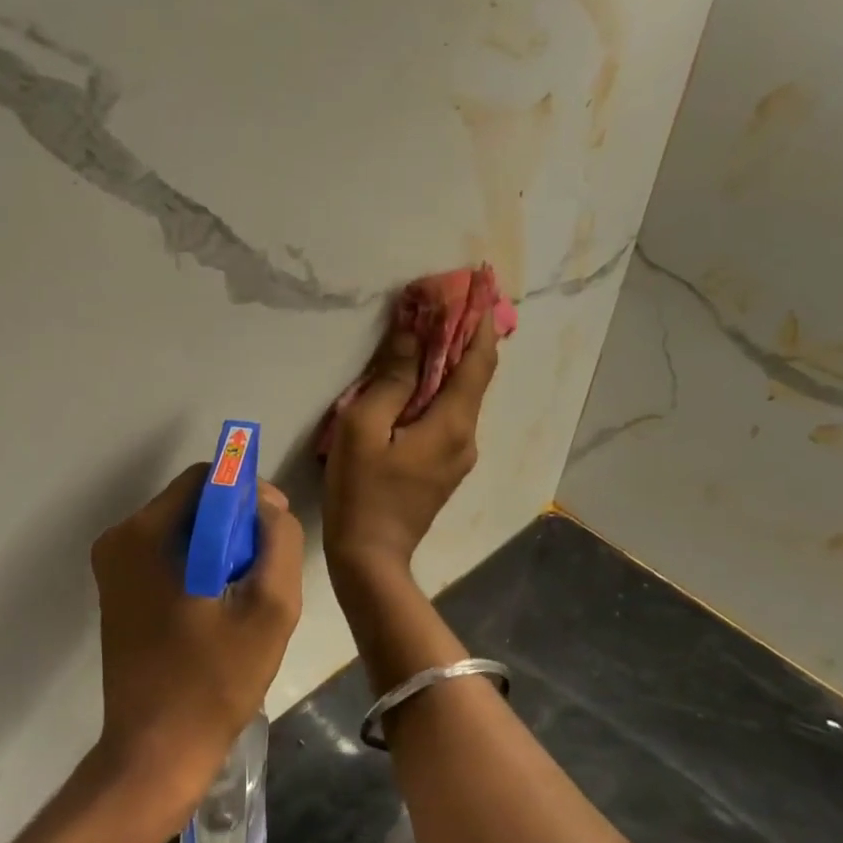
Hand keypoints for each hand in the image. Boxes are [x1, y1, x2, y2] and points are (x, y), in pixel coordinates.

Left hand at [89, 464, 304, 819]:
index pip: (206, 478)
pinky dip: (201, 565)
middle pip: (193, 502)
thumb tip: (268, 505)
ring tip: (248, 591)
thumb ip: (279, 540)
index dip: (248, 493)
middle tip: (267, 567)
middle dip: (236, 523)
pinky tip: (222, 605)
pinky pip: (169, 555)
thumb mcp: (269, 608)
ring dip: (222, 547)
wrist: (155, 754)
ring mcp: (114, 568)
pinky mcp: (118, 592)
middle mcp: (119, 540)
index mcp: (144, 534)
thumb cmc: (214, 681)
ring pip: (184, 529)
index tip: (276, 528)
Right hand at [323, 313, 499, 580]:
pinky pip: (448, 415)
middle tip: (451, 299)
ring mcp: (458, 455)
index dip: (480, 320)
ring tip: (430, 330)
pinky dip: (439, 388)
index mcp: (453, 423)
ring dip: (450, 361)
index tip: (480, 285)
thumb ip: (393, 379)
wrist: (370, 557)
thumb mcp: (365, 427)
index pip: (478, 360)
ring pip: (461, 396)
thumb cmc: (362, 491)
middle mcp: (467, 436)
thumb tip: (414, 333)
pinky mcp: (444, 467)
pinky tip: (417, 379)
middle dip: (465, 335)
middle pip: (474, 375)